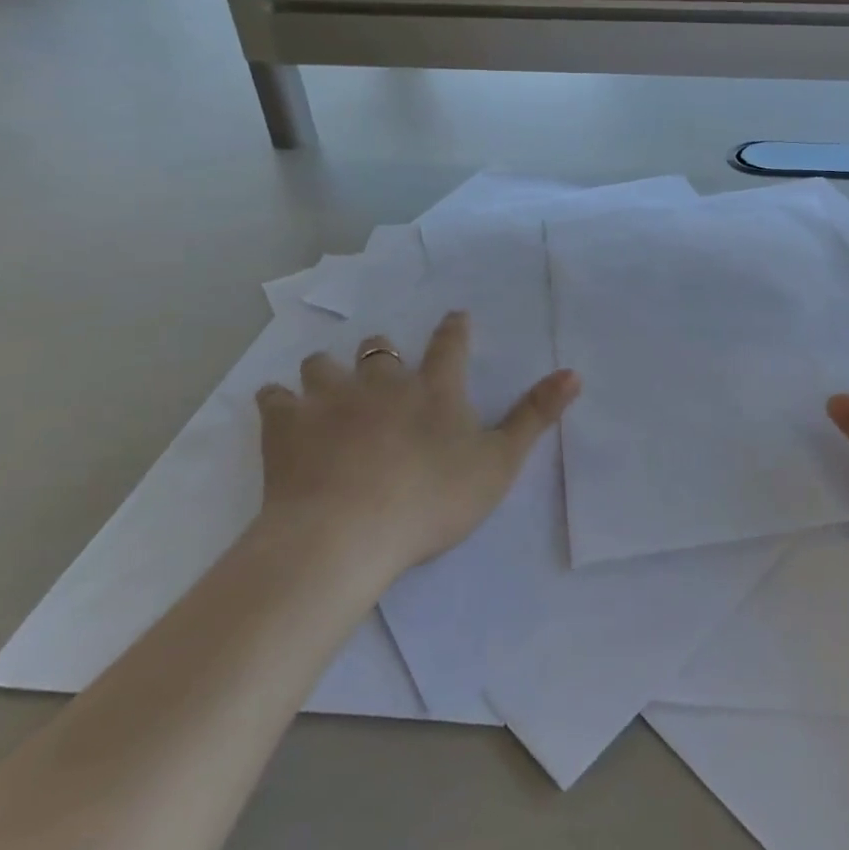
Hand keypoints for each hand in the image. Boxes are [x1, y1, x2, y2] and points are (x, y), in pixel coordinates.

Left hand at [255, 312, 579, 578]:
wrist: (345, 533)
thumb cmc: (431, 499)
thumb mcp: (498, 463)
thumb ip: (535, 416)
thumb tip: (574, 372)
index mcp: (434, 389)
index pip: (451, 345)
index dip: (455, 329)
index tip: (455, 316)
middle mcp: (381, 382)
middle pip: (378, 349)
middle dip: (380, 352)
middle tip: (381, 364)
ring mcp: (330, 400)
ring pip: (322, 365)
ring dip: (327, 371)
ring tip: (327, 383)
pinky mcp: (286, 426)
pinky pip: (275, 399)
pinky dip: (278, 401)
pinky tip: (280, 410)